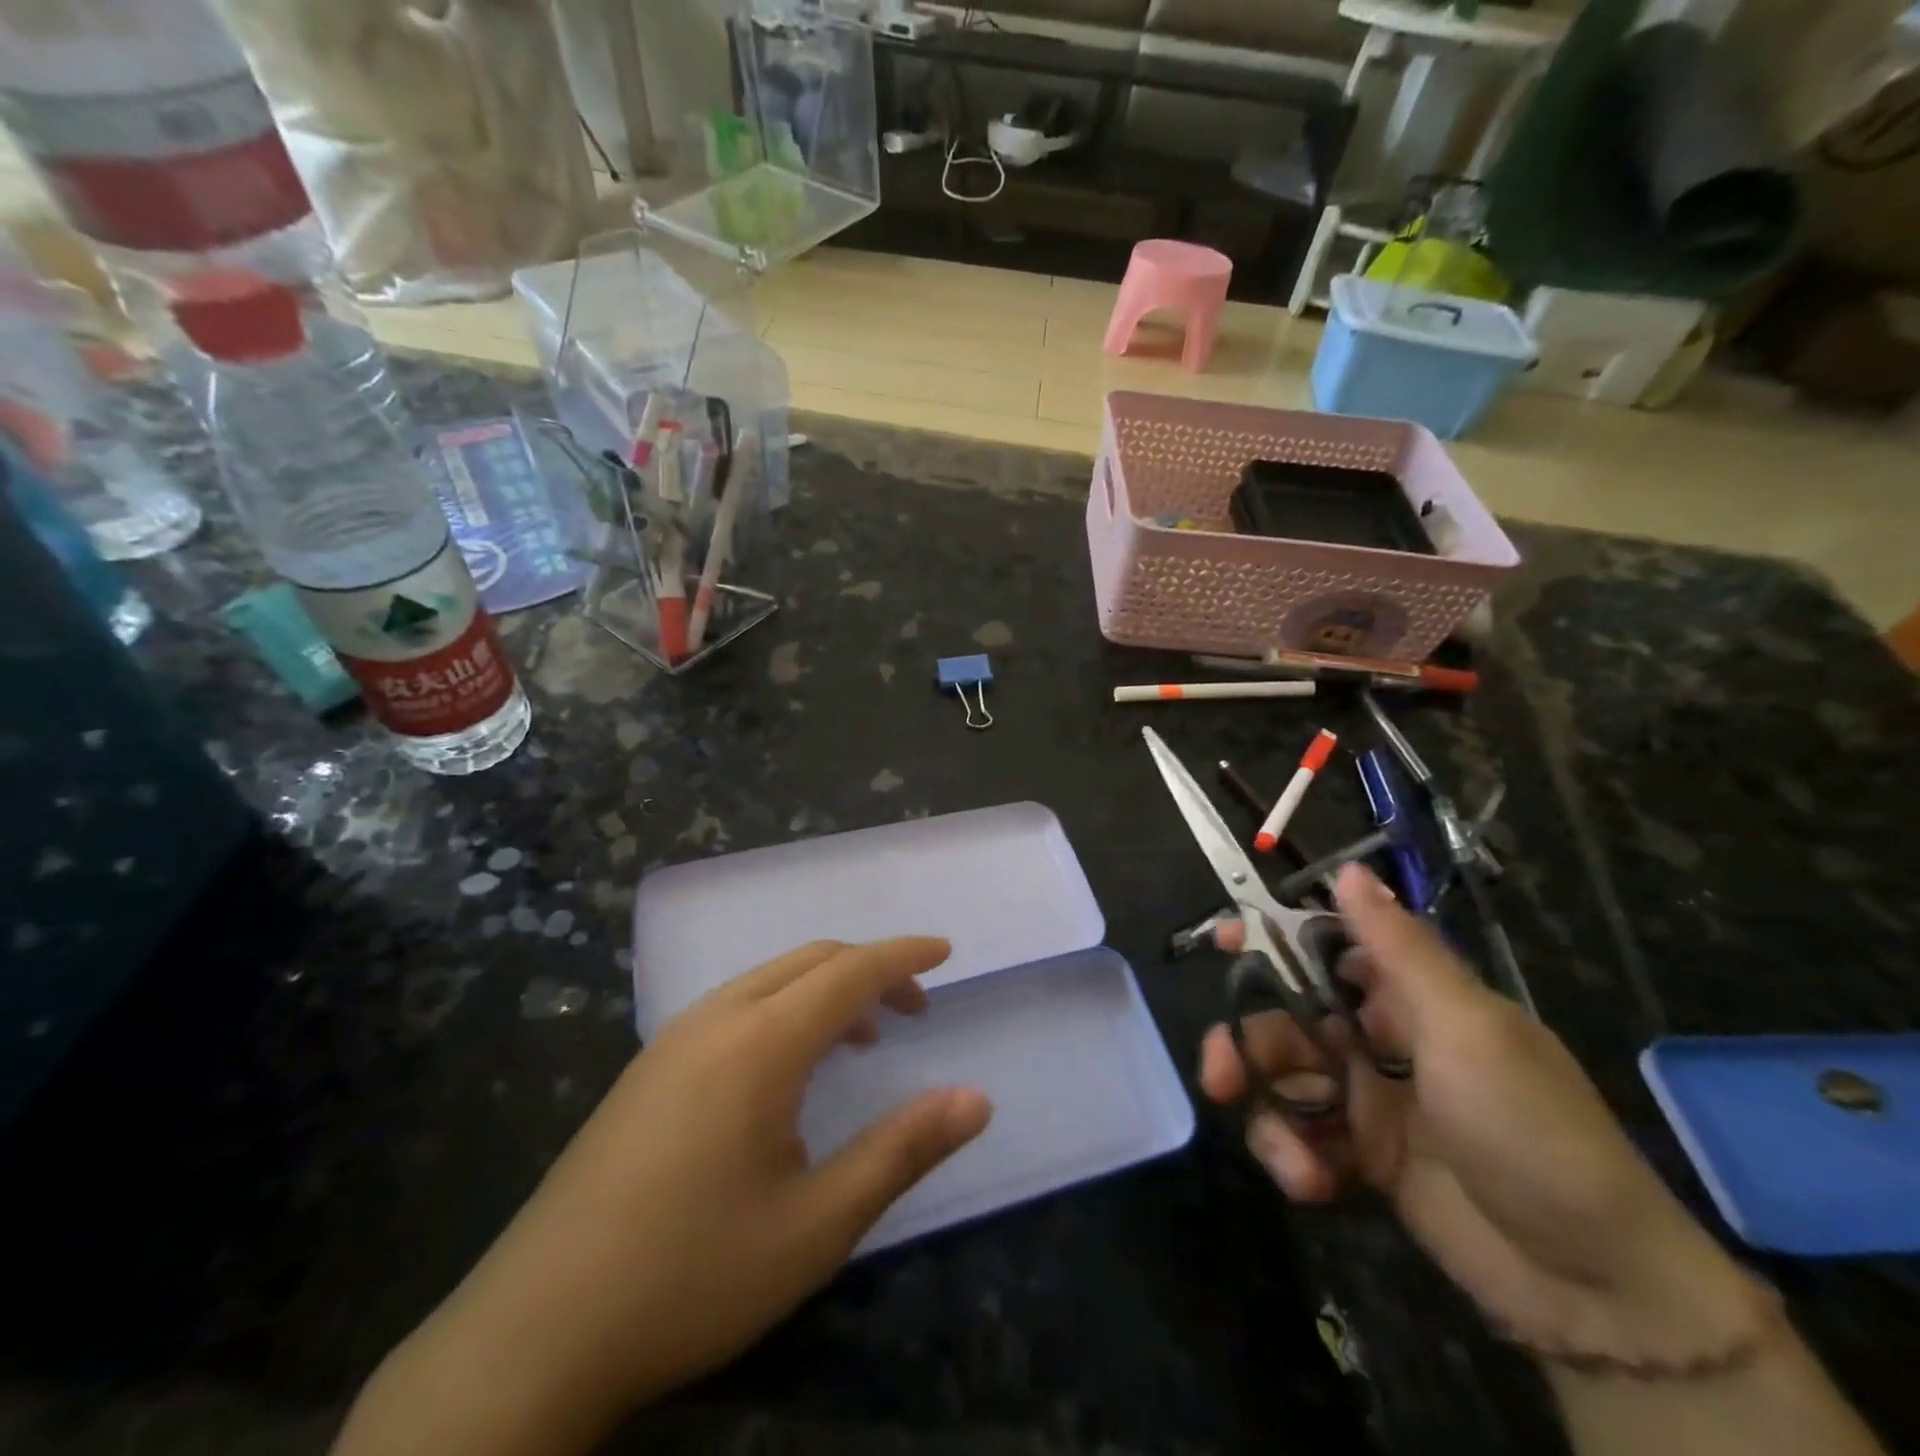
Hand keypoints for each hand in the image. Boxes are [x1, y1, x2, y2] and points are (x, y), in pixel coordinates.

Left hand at [338, 939, 991, 1455]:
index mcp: (759, 1043)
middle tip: (913, 1009)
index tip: (945, 952)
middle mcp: (714, 1020)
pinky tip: (787, 1070)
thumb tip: (976, 1099)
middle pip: (808, 961)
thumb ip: (901, 1151)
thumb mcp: (816, 1225)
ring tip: (860, 1037)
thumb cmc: (691, 1276)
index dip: (902, 957)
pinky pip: (735, 1006)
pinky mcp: (647, 1069)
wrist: (532, 1337)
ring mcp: (672, 1041)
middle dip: (869, 970)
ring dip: (824, 989)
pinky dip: (784, 1009)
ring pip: (768, 980)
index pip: (848, 971)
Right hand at [1201, 865, 1764, 1369]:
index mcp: (1412, 997)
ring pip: (1283, 1079)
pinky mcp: (1362, 1158)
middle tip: (1222, 1072)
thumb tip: (1350, 870)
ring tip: (1288, 1158)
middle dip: (1248, 1042)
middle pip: (1285, 1017)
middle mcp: (1382, 1038)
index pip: (1326, 946)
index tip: (1223, 939)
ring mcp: (1369, 1100)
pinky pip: (1302, 1138)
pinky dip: (1296, 1156)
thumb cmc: (1530, 1131)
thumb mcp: (1468, 1031)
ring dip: (1269, 1111)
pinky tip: (1315, 1184)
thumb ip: (1400, 950)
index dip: (1272, 938)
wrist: (1595, 1288)